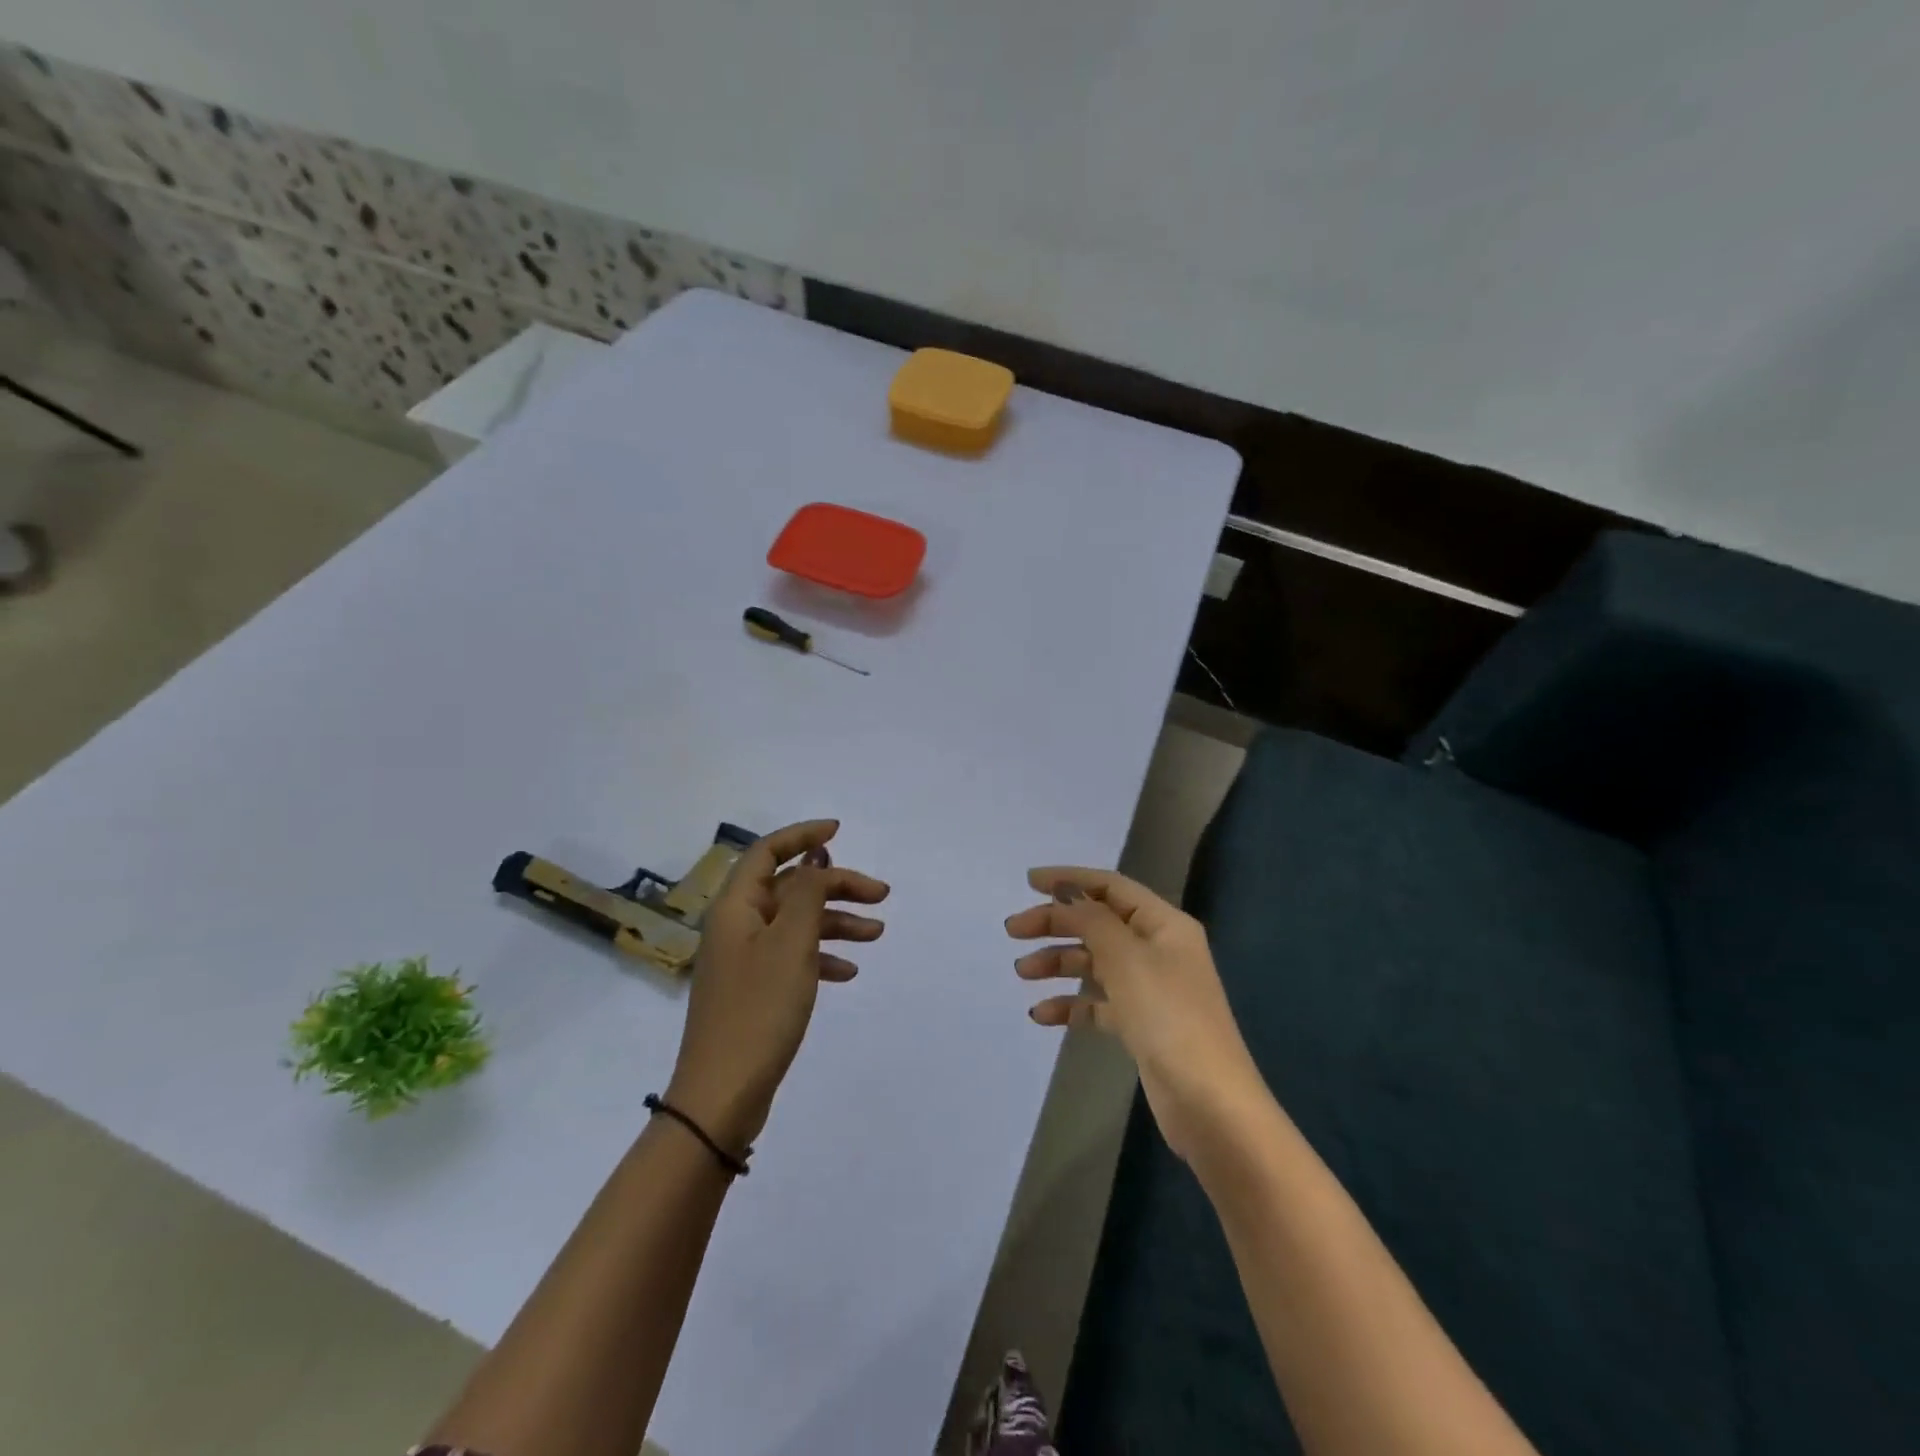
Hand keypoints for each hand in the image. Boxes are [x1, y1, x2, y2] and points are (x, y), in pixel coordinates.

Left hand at [667, 820, 887, 1153]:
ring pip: (796, 923)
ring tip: (876, 935)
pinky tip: (848, 971)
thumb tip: (815, 855)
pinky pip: (792, 956)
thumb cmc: (759, 1009)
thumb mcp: (791, 943)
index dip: (803, 835)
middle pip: (790, 888)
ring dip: (835, 922)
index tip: (839, 831)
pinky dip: (821, 956)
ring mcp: (744, 959)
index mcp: (736, 907)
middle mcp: (737, 925)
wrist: (723, 1095)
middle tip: (880, 896)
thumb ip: (807, 893)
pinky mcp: (754, 989)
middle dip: (835, 886)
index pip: (768, 852)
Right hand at [1006, 867, 1263, 1160]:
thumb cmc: (1168, 1018)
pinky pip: (1099, 1003)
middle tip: (1013, 931)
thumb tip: (1066, 891)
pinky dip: (1072, 1004)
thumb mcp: (1126, 958)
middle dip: (1056, 923)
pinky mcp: (1142, 1025)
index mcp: (1164, 924)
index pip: (1111, 887)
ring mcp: (1151, 989)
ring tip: (1022, 972)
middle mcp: (1159, 949)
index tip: (1028, 883)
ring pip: (1095, 962)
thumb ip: (1091, 919)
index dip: (1070, 879)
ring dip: (1058, 962)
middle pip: (1098, 923)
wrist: (1210, 1105)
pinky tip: (1042, 1014)